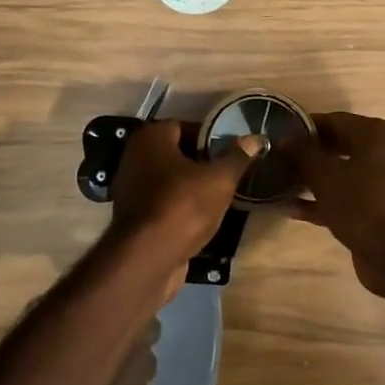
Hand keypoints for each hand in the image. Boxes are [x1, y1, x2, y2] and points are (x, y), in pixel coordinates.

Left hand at [108, 121, 264, 278]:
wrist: (148, 258)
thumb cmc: (184, 205)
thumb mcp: (219, 179)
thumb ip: (237, 157)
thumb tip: (254, 139)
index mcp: (151, 138)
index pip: (184, 126)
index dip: (209, 136)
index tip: (231, 150)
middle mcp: (134, 157)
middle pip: (175, 152)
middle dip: (201, 161)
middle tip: (228, 172)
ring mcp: (130, 189)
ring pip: (168, 179)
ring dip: (191, 186)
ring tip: (219, 195)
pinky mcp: (133, 218)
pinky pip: (162, 202)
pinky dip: (179, 206)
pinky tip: (201, 217)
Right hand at [285, 112, 384, 298]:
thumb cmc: (363, 204)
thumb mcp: (326, 176)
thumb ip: (302, 154)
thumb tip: (282, 137)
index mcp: (378, 134)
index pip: (334, 120)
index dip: (304, 127)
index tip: (277, 135)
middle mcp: (384, 153)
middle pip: (338, 146)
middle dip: (306, 154)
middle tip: (276, 158)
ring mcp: (382, 183)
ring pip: (340, 174)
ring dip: (311, 179)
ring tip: (278, 182)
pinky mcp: (377, 210)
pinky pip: (345, 197)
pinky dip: (321, 201)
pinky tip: (290, 209)